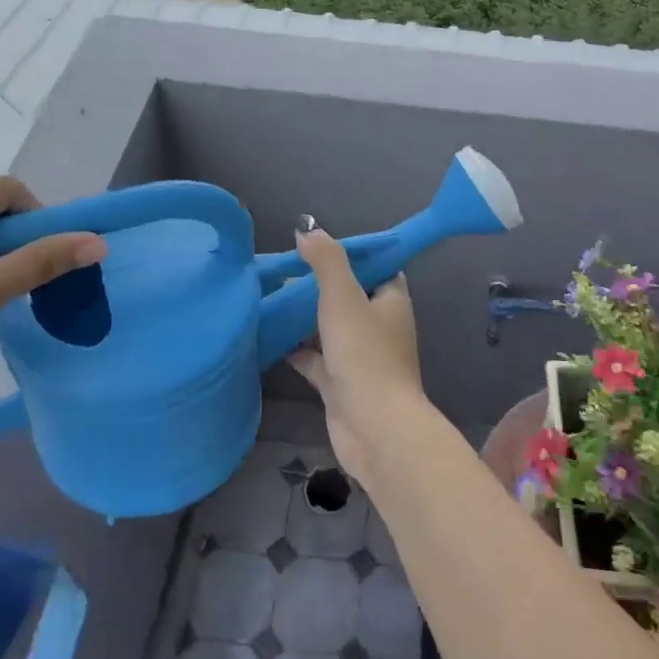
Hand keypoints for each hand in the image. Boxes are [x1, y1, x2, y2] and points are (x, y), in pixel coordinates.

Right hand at [286, 228, 428, 481]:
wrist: (374, 429)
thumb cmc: (364, 355)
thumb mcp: (343, 297)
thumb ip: (326, 261)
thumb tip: (307, 229)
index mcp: (390, 300)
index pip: (374, 266)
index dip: (348, 254)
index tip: (315, 245)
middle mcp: (379, 325)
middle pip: (347, 296)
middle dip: (316, 284)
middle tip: (282, 271)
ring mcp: (360, 357)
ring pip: (329, 328)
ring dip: (303, 316)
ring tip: (268, 297)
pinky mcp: (340, 383)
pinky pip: (315, 358)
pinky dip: (295, 348)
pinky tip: (269, 336)